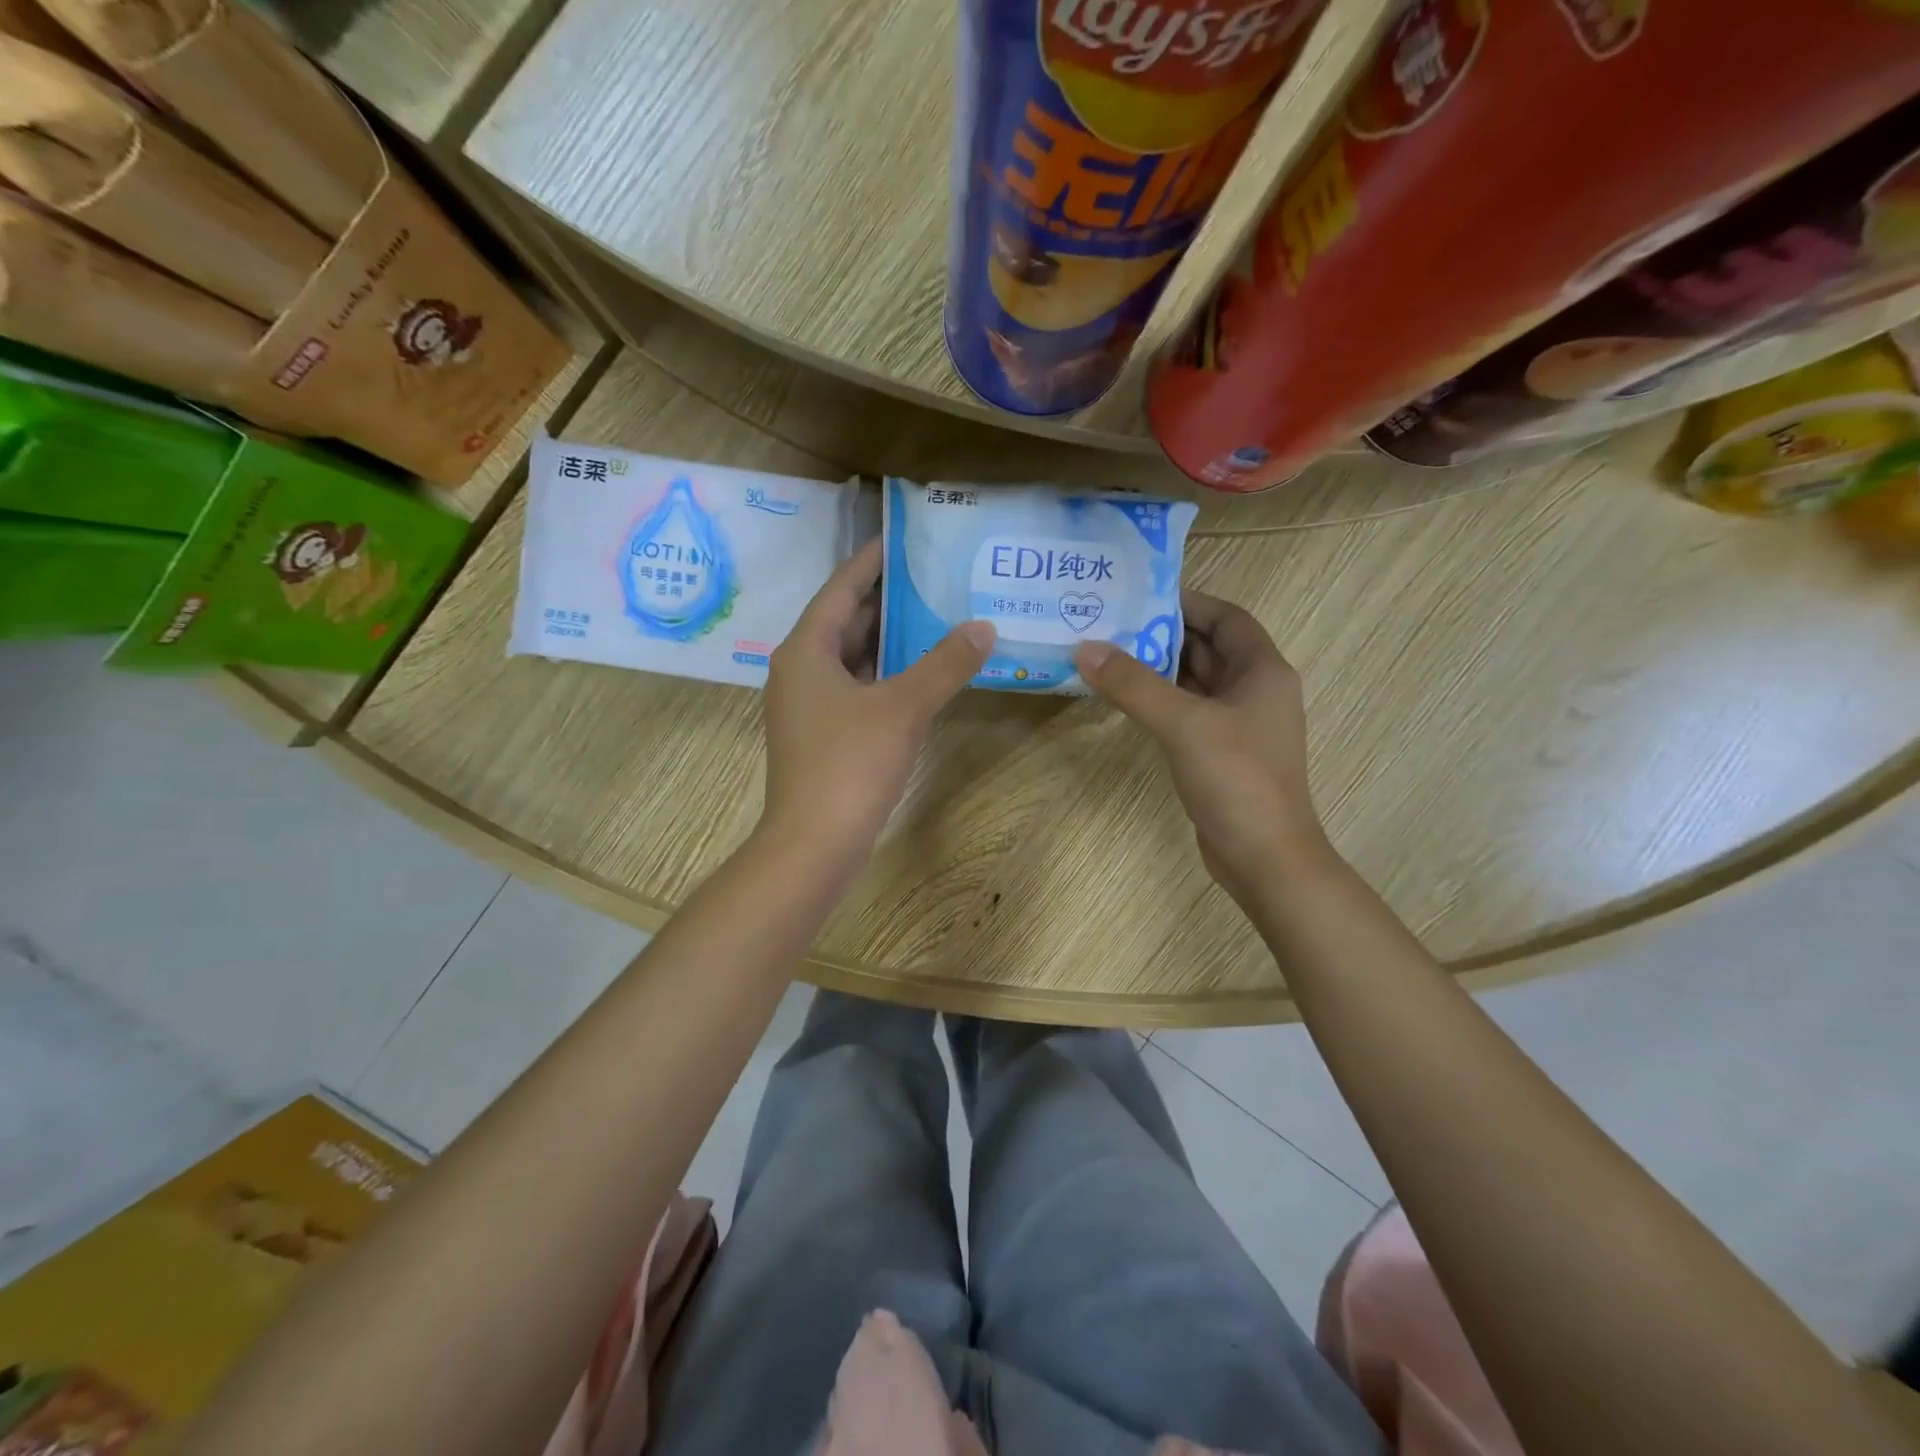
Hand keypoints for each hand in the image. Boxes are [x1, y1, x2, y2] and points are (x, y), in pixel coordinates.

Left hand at [761, 538, 993, 865]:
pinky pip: (856, 690)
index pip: (840, 590)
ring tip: (935, 619)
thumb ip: (944, 664)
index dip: (870, 562)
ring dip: (889, 641)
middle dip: (886, 602)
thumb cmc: (850, 763)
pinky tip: (920, 677)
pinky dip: (885, 677)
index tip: (900, 538)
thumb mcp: (903, 706)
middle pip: (845, 623)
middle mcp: (799, 672)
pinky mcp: (822, 738)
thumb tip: (982, 627)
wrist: (814, 844)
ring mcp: (808, 708)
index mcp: (805, 651)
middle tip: (932, 578)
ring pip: (851, 660)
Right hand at [1075, 590, 1331, 907]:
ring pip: (1195, 683)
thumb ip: (1133, 684)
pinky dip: (1160, 702)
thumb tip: (1085, 648)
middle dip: (1163, 635)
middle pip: (1208, 648)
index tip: (1140, 595)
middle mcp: (1255, 691)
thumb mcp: (1183, 724)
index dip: (1188, 602)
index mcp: (1262, 671)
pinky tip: (1125, 700)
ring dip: (1158, 669)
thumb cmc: (1236, 779)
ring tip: (1107, 655)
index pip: (1227, 618)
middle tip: (1110, 624)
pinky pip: (1188, 713)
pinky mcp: (1221, 753)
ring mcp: (1238, 725)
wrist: (1264, 857)